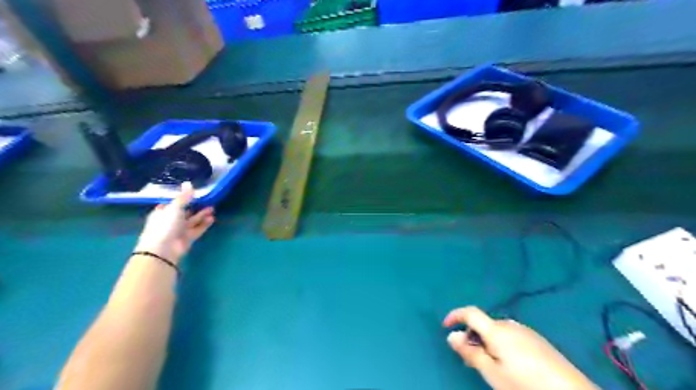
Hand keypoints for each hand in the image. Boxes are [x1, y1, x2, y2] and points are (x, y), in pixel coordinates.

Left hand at [133, 182, 215, 265]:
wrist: (163, 249)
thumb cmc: (165, 225)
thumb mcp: (175, 207)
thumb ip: (184, 197)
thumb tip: (188, 183)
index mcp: (163, 212)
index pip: (173, 203)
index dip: (182, 198)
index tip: (193, 193)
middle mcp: (171, 221)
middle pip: (185, 212)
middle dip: (196, 206)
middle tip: (208, 200)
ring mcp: (179, 230)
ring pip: (193, 220)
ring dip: (202, 215)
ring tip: (213, 208)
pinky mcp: (188, 238)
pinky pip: (198, 229)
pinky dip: (204, 224)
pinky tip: (212, 218)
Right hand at [445, 308, 597, 389]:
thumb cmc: (526, 385)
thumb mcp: (492, 373)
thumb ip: (470, 352)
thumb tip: (451, 335)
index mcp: (497, 330)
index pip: (470, 312)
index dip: (455, 315)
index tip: (445, 326)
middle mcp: (510, 325)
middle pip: (483, 323)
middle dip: (471, 336)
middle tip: (469, 359)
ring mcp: (526, 332)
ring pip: (497, 331)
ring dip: (486, 341)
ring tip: (489, 365)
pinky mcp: (538, 341)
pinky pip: (511, 336)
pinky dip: (501, 344)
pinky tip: (509, 365)